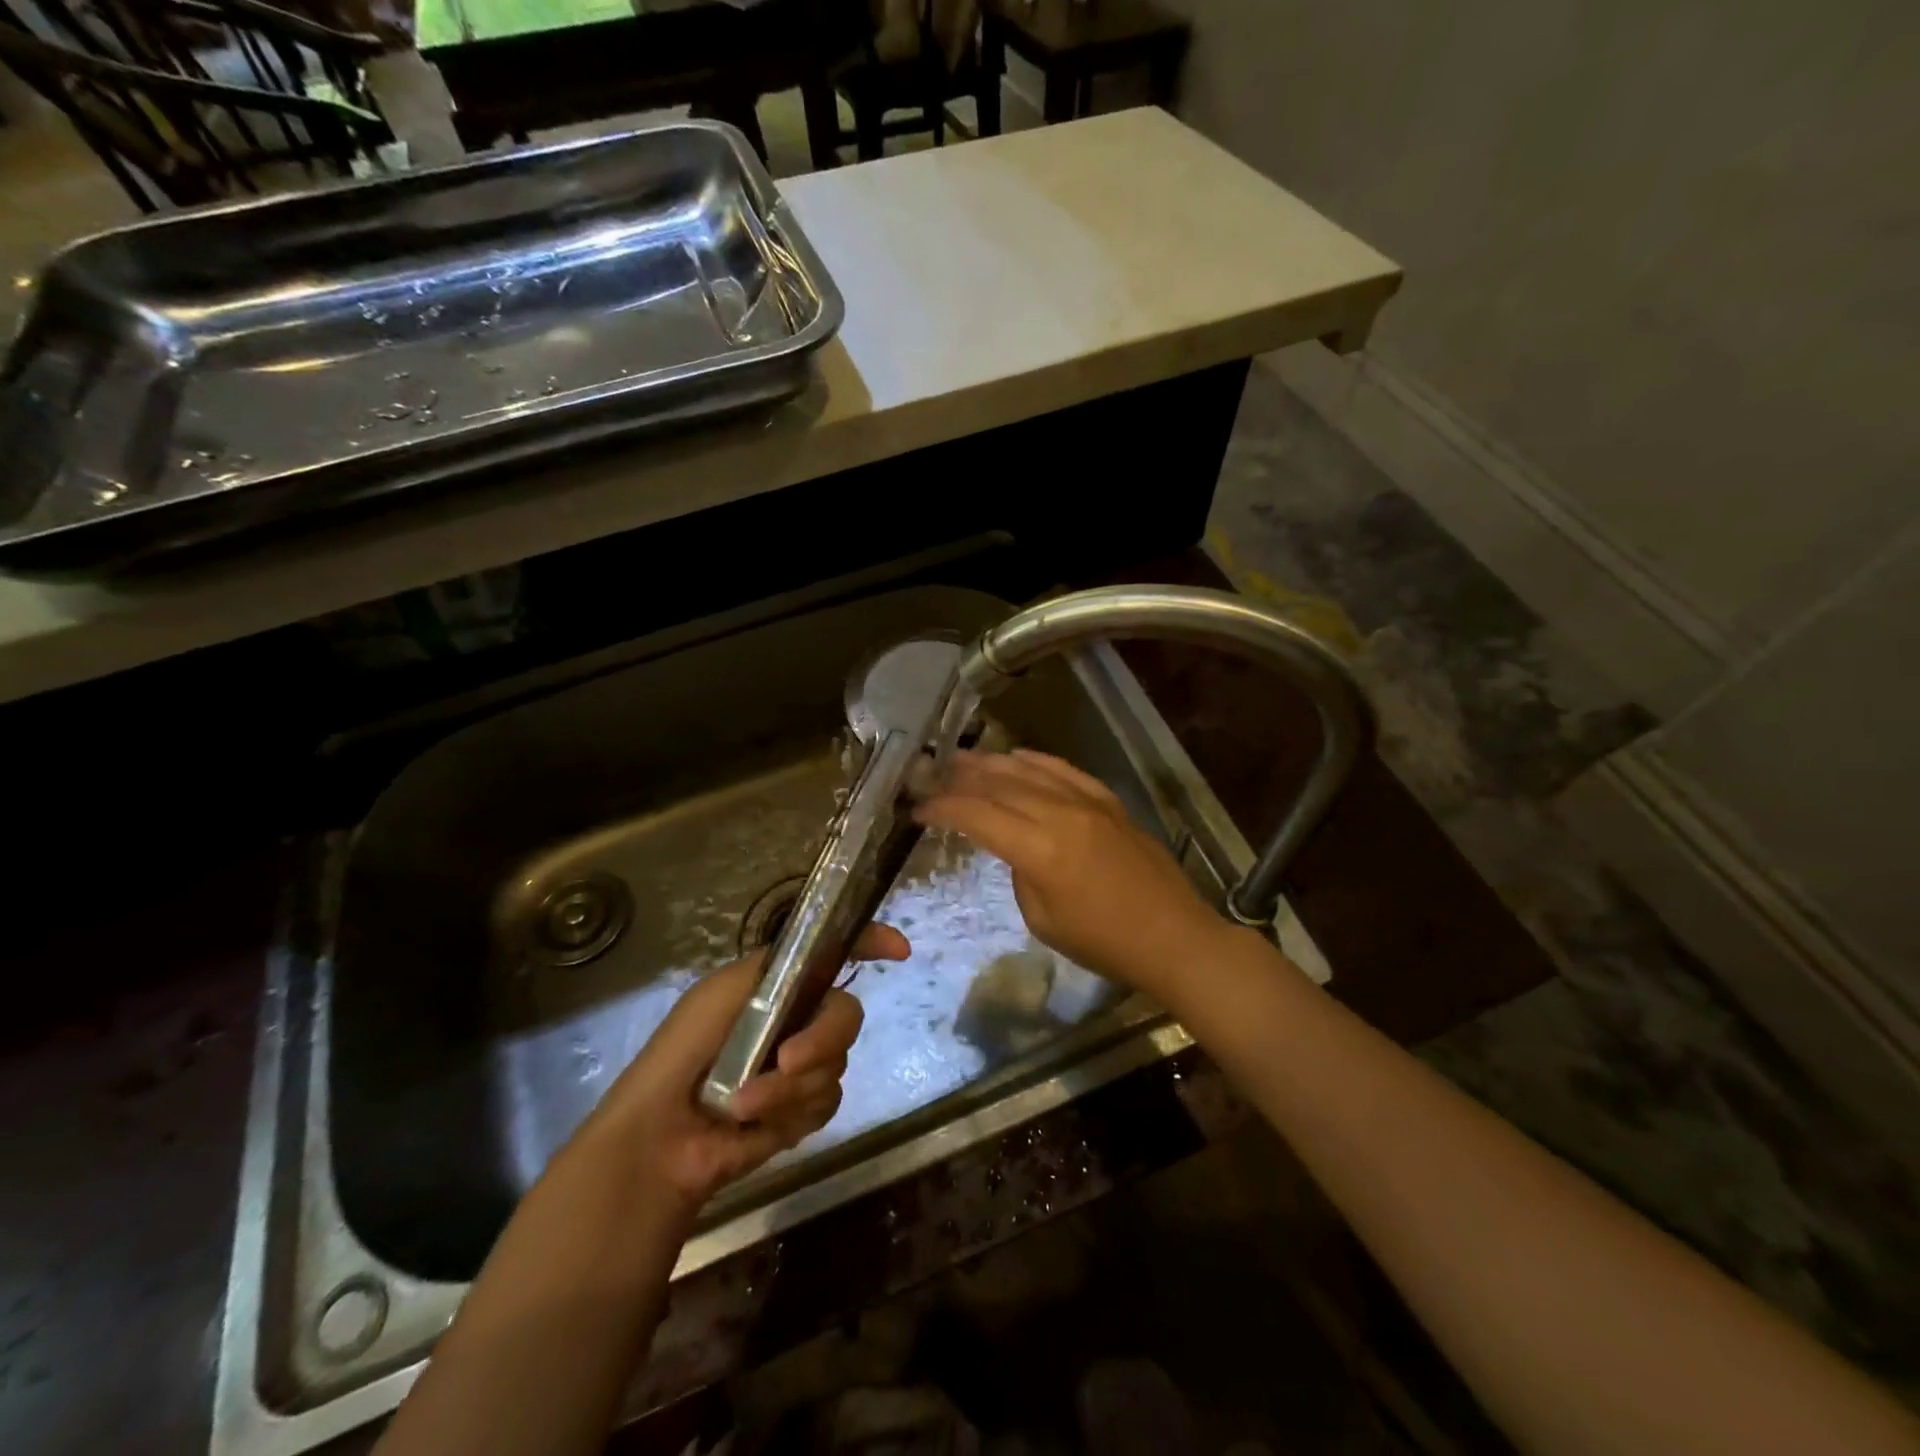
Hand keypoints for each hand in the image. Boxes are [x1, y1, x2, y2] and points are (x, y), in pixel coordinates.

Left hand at [585, 923, 909, 1209]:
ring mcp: (803, 1066)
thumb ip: (776, 967)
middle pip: (847, 1015)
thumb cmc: (685, 1051)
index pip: (835, 954)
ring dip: (789, 1088)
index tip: (899, 951)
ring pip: (836, 1064)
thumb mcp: (723, 992)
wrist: (660, 1137)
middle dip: (822, 1040)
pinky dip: (791, 1113)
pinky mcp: (802, 1111)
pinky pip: (826, 1102)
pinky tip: (757, 1123)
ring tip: (744, 1104)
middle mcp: (798, 1019)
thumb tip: (832, 951)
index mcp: (781, 985)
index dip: (871, 943)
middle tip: (787, 1060)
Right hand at [913, 749, 1231, 997]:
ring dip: (992, 763)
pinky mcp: (1109, 802)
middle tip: (933, 774)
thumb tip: (1015, 846)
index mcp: (1040, 850)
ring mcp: (1089, 803)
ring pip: (1030, 771)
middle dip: (961, 778)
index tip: (919, 808)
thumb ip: (1020, 873)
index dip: (944, 809)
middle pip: (1000, 785)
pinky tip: (1017, 757)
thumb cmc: (1104, 943)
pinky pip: (1065, 770)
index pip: (978, 817)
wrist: (1172, 937)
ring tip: (963, 759)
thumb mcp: (1043, 920)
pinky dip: (1037, 761)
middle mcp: (1061, 815)